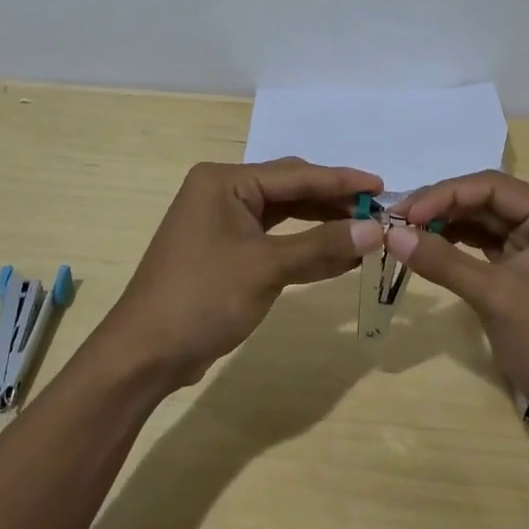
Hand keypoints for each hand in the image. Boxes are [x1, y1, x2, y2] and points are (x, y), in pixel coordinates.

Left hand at [97, 158, 383, 388]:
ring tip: (364, 230)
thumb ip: (322, 245)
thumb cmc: (202, 298)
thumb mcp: (266, 267)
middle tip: (377, 211)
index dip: (341, 180)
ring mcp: (223, 224)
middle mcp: (222, 194)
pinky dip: (304, 248)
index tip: (382, 185)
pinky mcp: (226, 253)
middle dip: (333, 201)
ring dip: (321, 224)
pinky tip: (337, 255)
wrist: (145, 354)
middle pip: (290, 190)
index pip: (295, 175)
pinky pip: (274, 240)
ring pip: (284, 216)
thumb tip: (376, 230)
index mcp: (224, 182)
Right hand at [387, 171, 528, 440]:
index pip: (493, 187)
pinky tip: (430, 252)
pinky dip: (459, 250)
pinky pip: (489, 250)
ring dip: (447, 228)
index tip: (403, 214)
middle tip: (396, 224)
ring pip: (486, 225)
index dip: (444, 194)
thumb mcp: (497, 298)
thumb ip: (444, 261)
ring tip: (406, 236)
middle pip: (488, 202)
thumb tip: (392, 233)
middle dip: (442, 210)